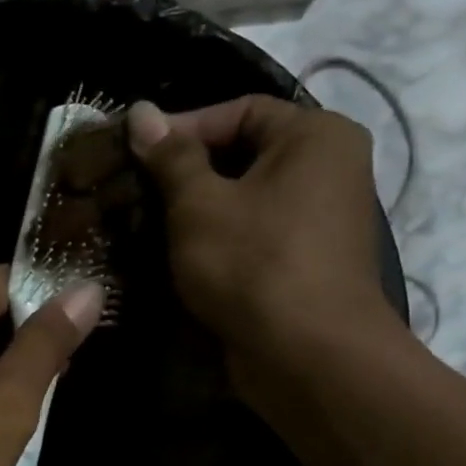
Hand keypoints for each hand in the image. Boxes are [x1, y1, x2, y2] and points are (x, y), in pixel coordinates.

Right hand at [127, 96, 404, 386]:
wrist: (308, 355)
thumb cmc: (253, 262)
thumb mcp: (199, 203)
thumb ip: (170, 156)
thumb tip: (141, 111)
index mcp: (316, 135)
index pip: (238, 110)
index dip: (182, 127)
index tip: (134, 154)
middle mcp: (330, 166)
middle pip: (244, 152)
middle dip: (186, 171)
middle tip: (135, 188)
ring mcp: (323, 217)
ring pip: (246, 196)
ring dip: (197, 207)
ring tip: (147, 221)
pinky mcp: (307, 259)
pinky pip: (255, 230)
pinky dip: (219, 236)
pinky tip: (178, 252)